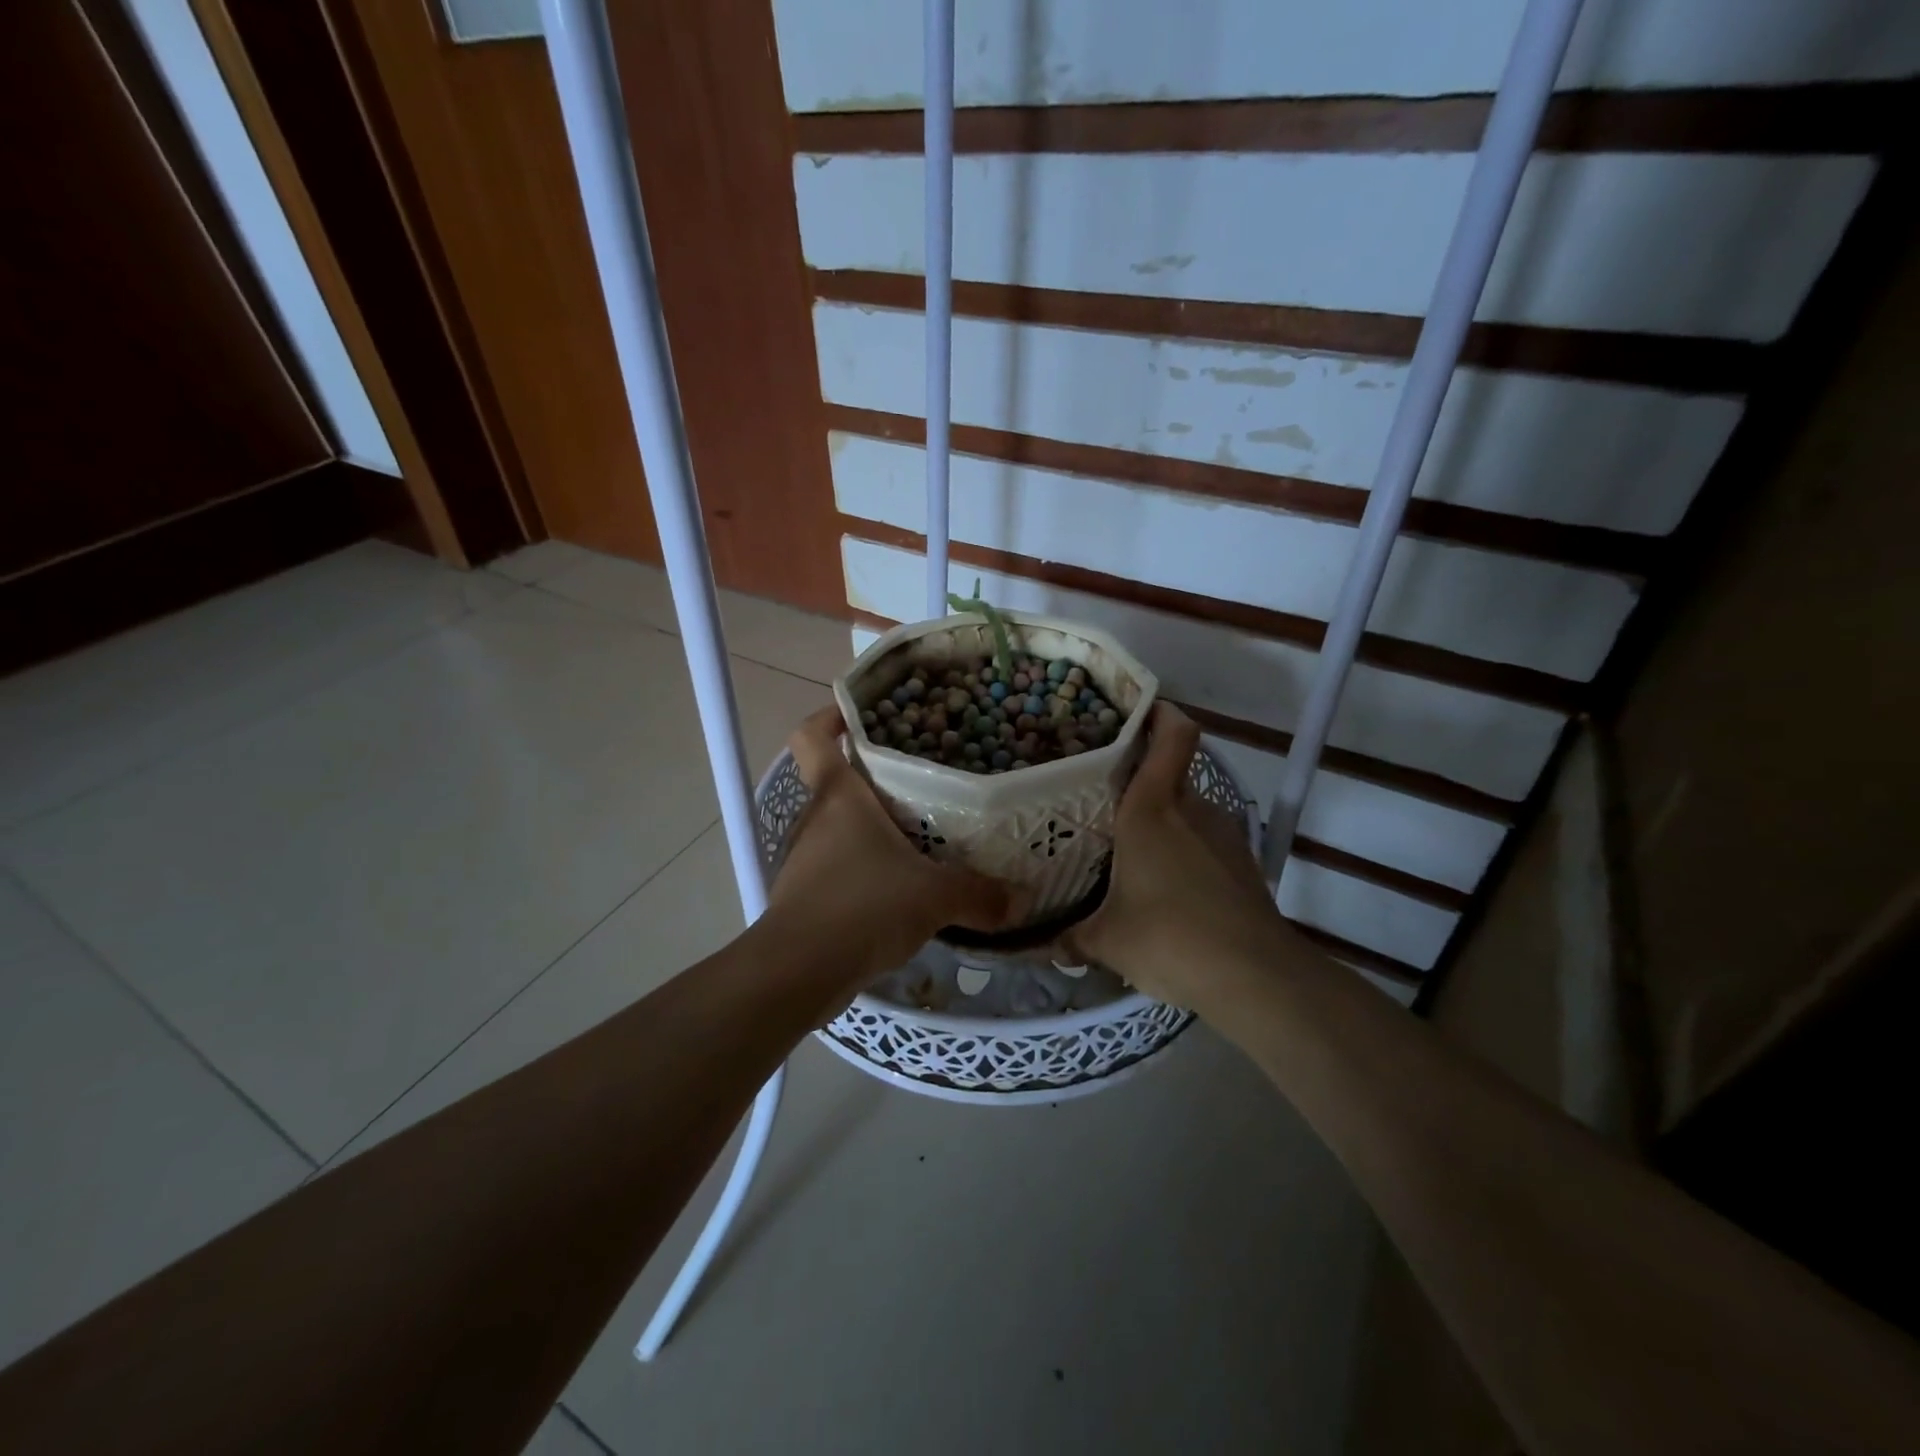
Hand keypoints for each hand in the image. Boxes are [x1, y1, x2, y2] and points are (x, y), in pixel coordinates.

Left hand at [766, 708, 1030, 996]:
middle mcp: (816, 818)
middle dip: (874, 778)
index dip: (830, 717)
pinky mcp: (807, 895)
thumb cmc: (863, 907)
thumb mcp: (934, 897)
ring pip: (840, 827)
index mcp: (838, 796)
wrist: (798, 972)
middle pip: (837, 781)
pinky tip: (901, 888)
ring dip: (873, 829)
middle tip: (923, 780)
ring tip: (921, 836)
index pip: (813, 736)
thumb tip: (1021, 899)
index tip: (861, 714)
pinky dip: (866, 869)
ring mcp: (806, 858)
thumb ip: (979, 894)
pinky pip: (840, 866)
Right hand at [1066, 704, 1289, 1009]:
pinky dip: (1183, 852)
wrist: (1256, 977)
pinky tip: (1164, 889)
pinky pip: (1203, 843)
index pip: (1172, 734)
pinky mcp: (1242, 865)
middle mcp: (1192, 810)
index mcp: (1152, 809)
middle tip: (1102, 801)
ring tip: (1128, 850)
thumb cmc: (1169, 938)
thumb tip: (1048, 944)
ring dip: (1161, 822)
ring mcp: (1224, 836)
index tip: (1133, 713)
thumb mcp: (1107, 940)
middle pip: (1169, 774)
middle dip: (1138, 782)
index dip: (1159, 713)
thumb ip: (1072, 937)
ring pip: (1186, 811)